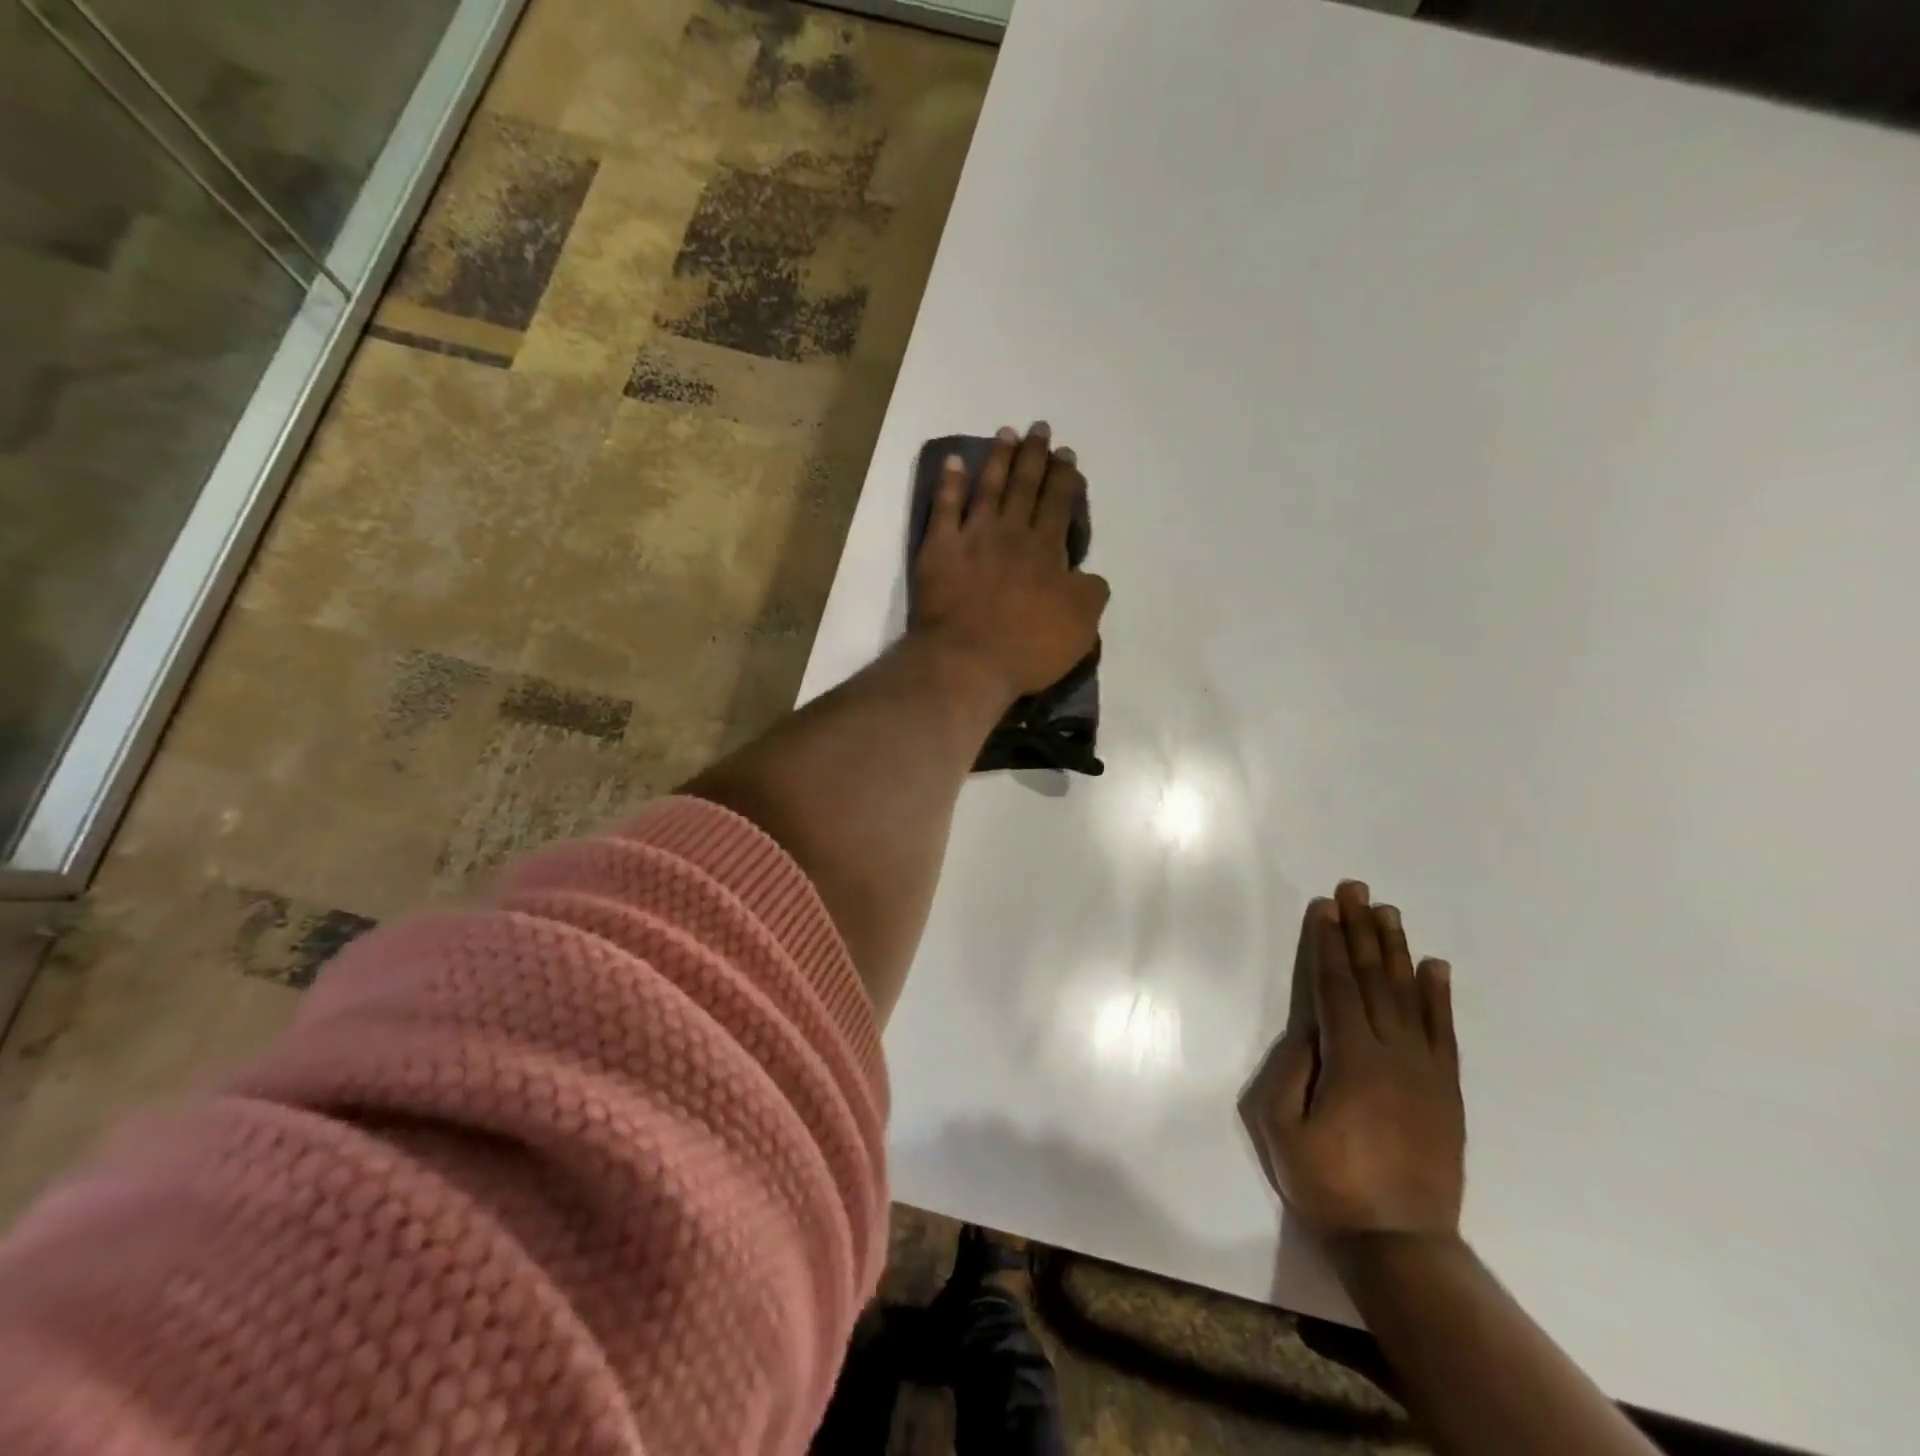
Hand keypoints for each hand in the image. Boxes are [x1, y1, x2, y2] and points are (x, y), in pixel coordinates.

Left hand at [909, 422, 1110, 700]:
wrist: (968, 661)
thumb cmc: (1028, 647)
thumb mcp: (1080, 626)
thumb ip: (1089, 593)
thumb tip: (1089, 575)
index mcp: (1047, 550)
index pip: (1059, 504)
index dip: (1065, 477)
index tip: (1066, 455)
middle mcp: (1011, 533)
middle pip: (1025, 486)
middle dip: (1035, 456)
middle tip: (1039, 429)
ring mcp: (972, 537)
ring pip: (988, 488)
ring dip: (998, 459)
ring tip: (1006, 433)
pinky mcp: (938, 549)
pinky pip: (944, 507)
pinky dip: (949, 483)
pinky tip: (954, 462)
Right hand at [1240, 881, 1464, 1246]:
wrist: (1402, 1244)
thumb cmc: (1329, 1185)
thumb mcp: (1282, 1129)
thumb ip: (1291, 1071)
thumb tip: (1310, 1030)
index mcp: (1351, 1059)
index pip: (1337, 986)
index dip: (1329, 943)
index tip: (1325, 907)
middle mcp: (1393, 1054)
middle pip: (1374, 979)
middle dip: (1361, 930)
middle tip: (1357, 889)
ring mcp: (1425, 1071)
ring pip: (1408, 996)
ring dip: (1396, 950)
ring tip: (1389, 913)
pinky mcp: (1446, 1090)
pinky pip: (1443, 1032)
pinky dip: (1438, 996)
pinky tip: (1435, 967)